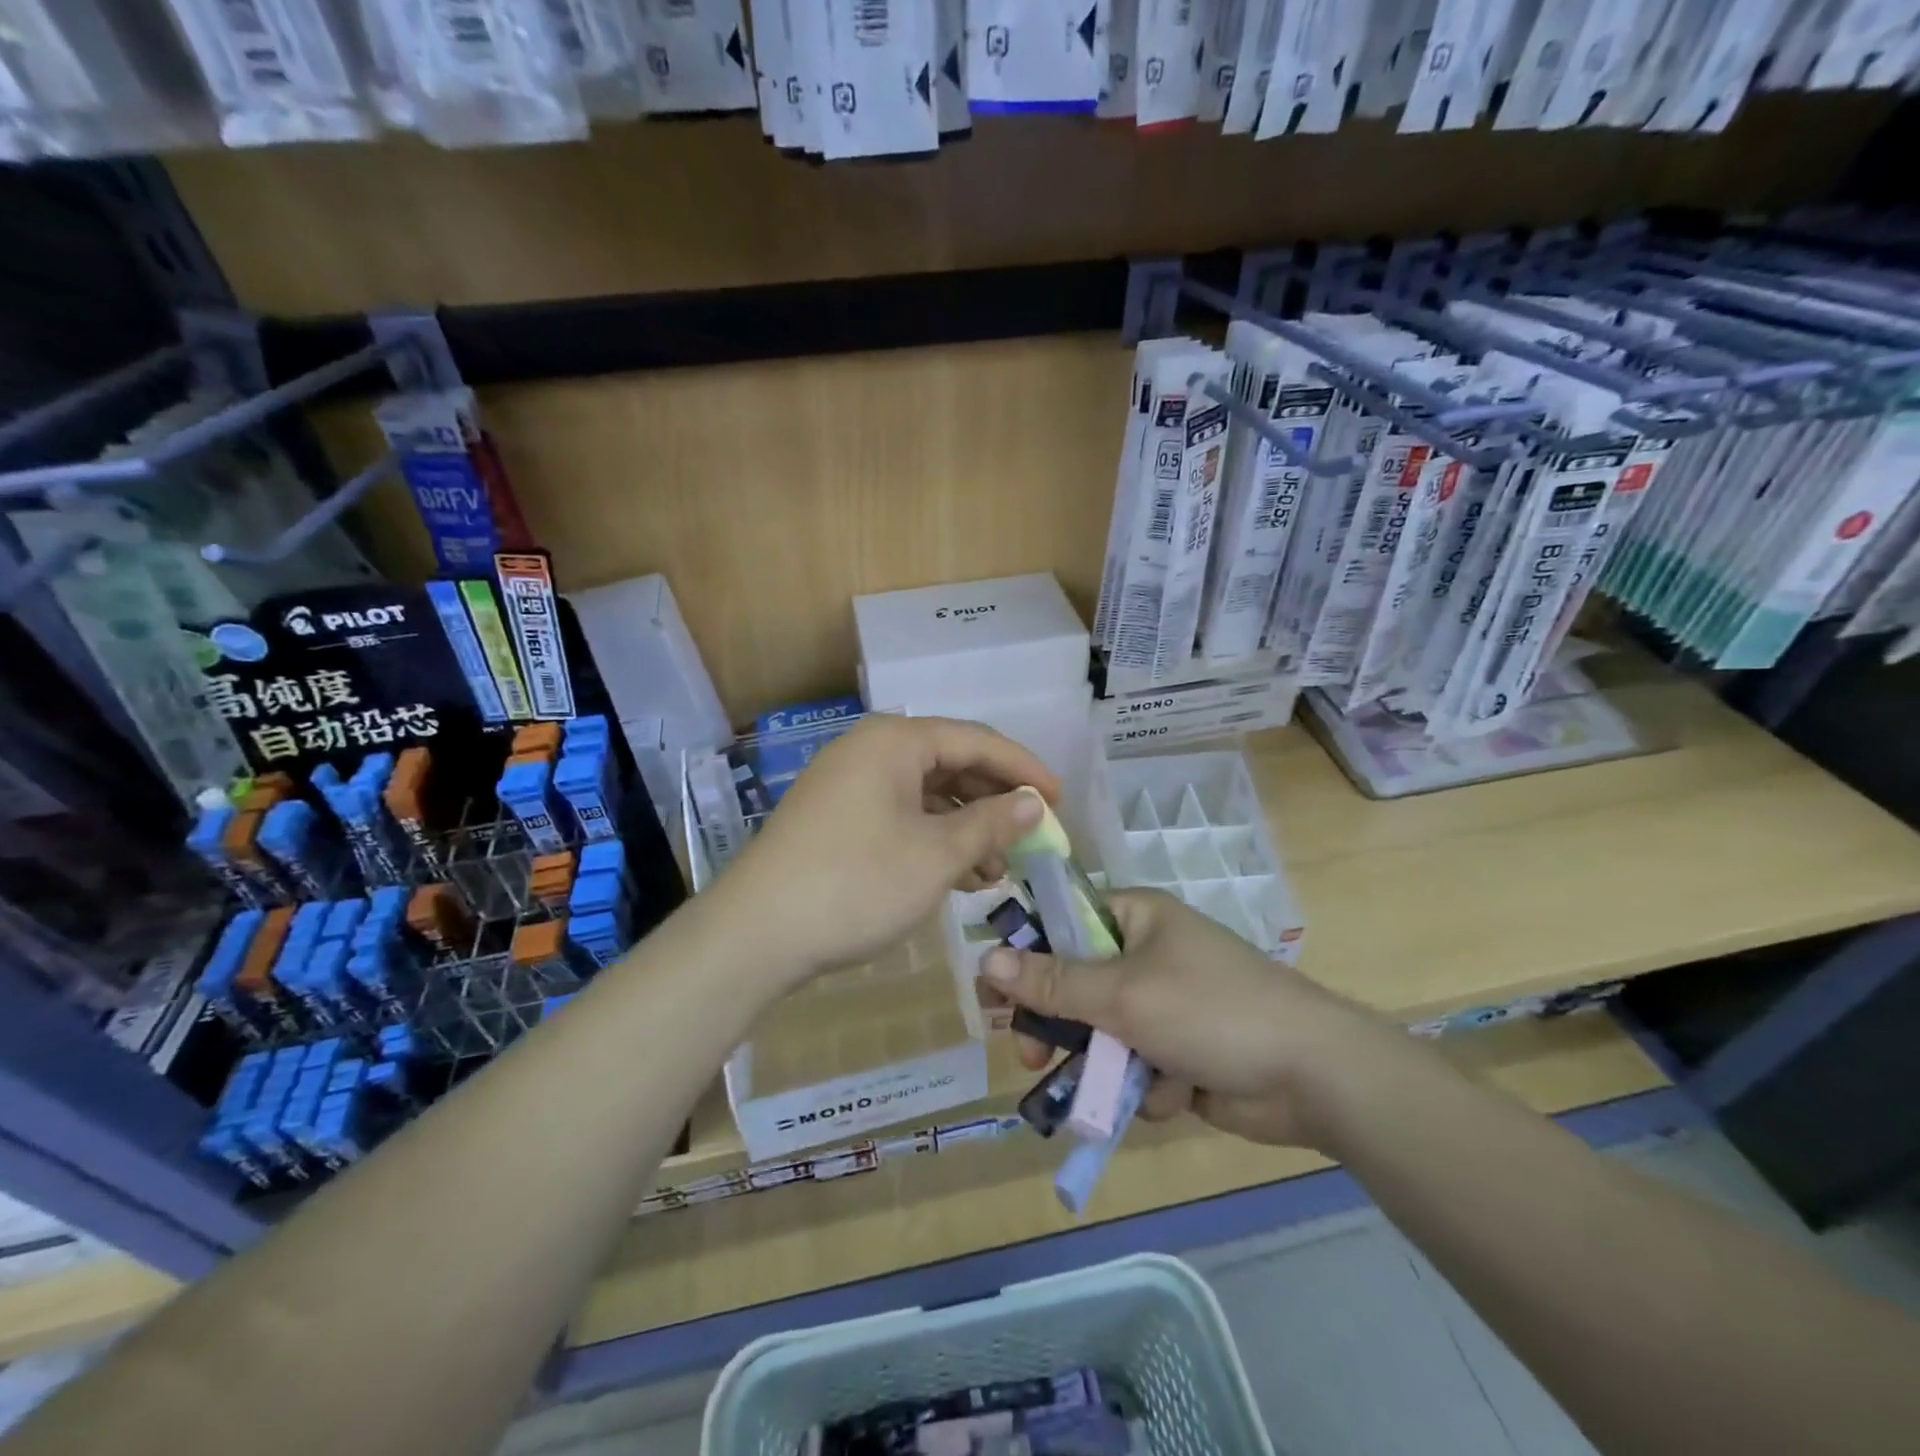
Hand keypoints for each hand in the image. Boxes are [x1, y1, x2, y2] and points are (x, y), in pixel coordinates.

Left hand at [720, 715, 1059, 988]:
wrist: (755, 934)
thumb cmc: (856, 884)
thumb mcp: (936, 855)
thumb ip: (991, 823)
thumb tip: (1034, 803)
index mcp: (895, 741)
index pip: (977, 741)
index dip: (1024, 770)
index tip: (1060, 802)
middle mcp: (870, 751)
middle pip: (951, 765)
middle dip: (994, 804)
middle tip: (1031, 839)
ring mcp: (848, 785)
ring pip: (926, 796)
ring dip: (966, 829)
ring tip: (997, 871)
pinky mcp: (836, 819)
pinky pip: (900, 817)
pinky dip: (933, 841)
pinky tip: (958, 876)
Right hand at [981, 889, 1403, 1148]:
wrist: (1314, 1075)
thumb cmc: (1211, 1011)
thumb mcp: (1123, 993)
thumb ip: (1054, 982)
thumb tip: (985, 960)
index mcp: (1136, 917)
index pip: (1062, 922)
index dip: (1025, 954)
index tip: (994, 994)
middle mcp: (1146, 953)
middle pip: (1076, 984)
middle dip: (1059, 1024)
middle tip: (1030, 1053)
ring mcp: (1165, 1004)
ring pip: (1102, 1033)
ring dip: (1104, 1063)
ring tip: (1109, 1088)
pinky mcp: (1181, 1051)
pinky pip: (1135, 1066)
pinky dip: (1146, 1084)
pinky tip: (1175, 1094)